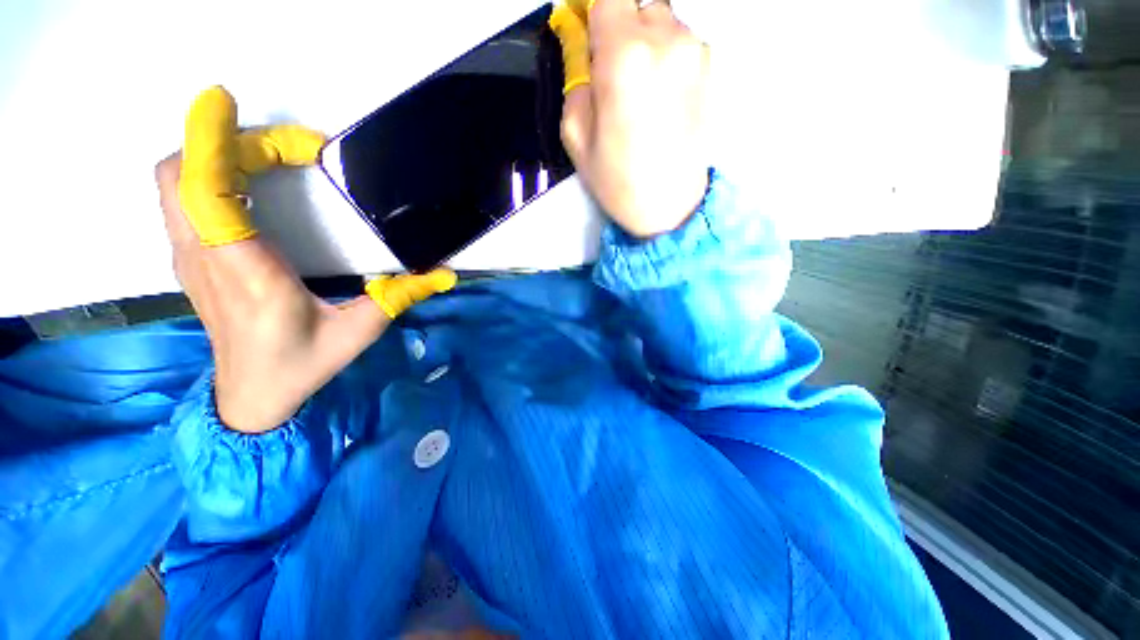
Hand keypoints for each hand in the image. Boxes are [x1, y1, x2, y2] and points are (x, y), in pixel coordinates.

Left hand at [157, 86, 454, 433]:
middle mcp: (208, 258)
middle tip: (292, 149)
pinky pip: (186, 199)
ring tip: (276, 158)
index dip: (212, 141)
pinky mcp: (192, 259)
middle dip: (227, 141)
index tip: (229, 102)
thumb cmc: (304, 364)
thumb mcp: (361, 330)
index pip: (204, 195)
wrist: (253, 396)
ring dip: (218, 155)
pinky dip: (211, 174)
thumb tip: (445, 274)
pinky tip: (254, 185)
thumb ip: (402, 295)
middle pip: (180, 173)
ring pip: (177, 182)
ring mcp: (191, 258)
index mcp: (248, 274)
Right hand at [550, 0, 711, 237]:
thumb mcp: (577, 136)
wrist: (671, 207)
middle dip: (617, 30)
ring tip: (640, 91)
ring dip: (644, 42)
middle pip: (634, 4)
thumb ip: (575, 77)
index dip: (592, 14)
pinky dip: (665, 56)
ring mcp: (694, 50)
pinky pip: (680, 41)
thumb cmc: (619, 181)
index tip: (586, 37)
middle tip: (611, 74)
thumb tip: (580, 41)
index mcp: (624, 56)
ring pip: (660, 20)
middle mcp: (666, 38)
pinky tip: (661, 96)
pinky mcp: (711, 66)